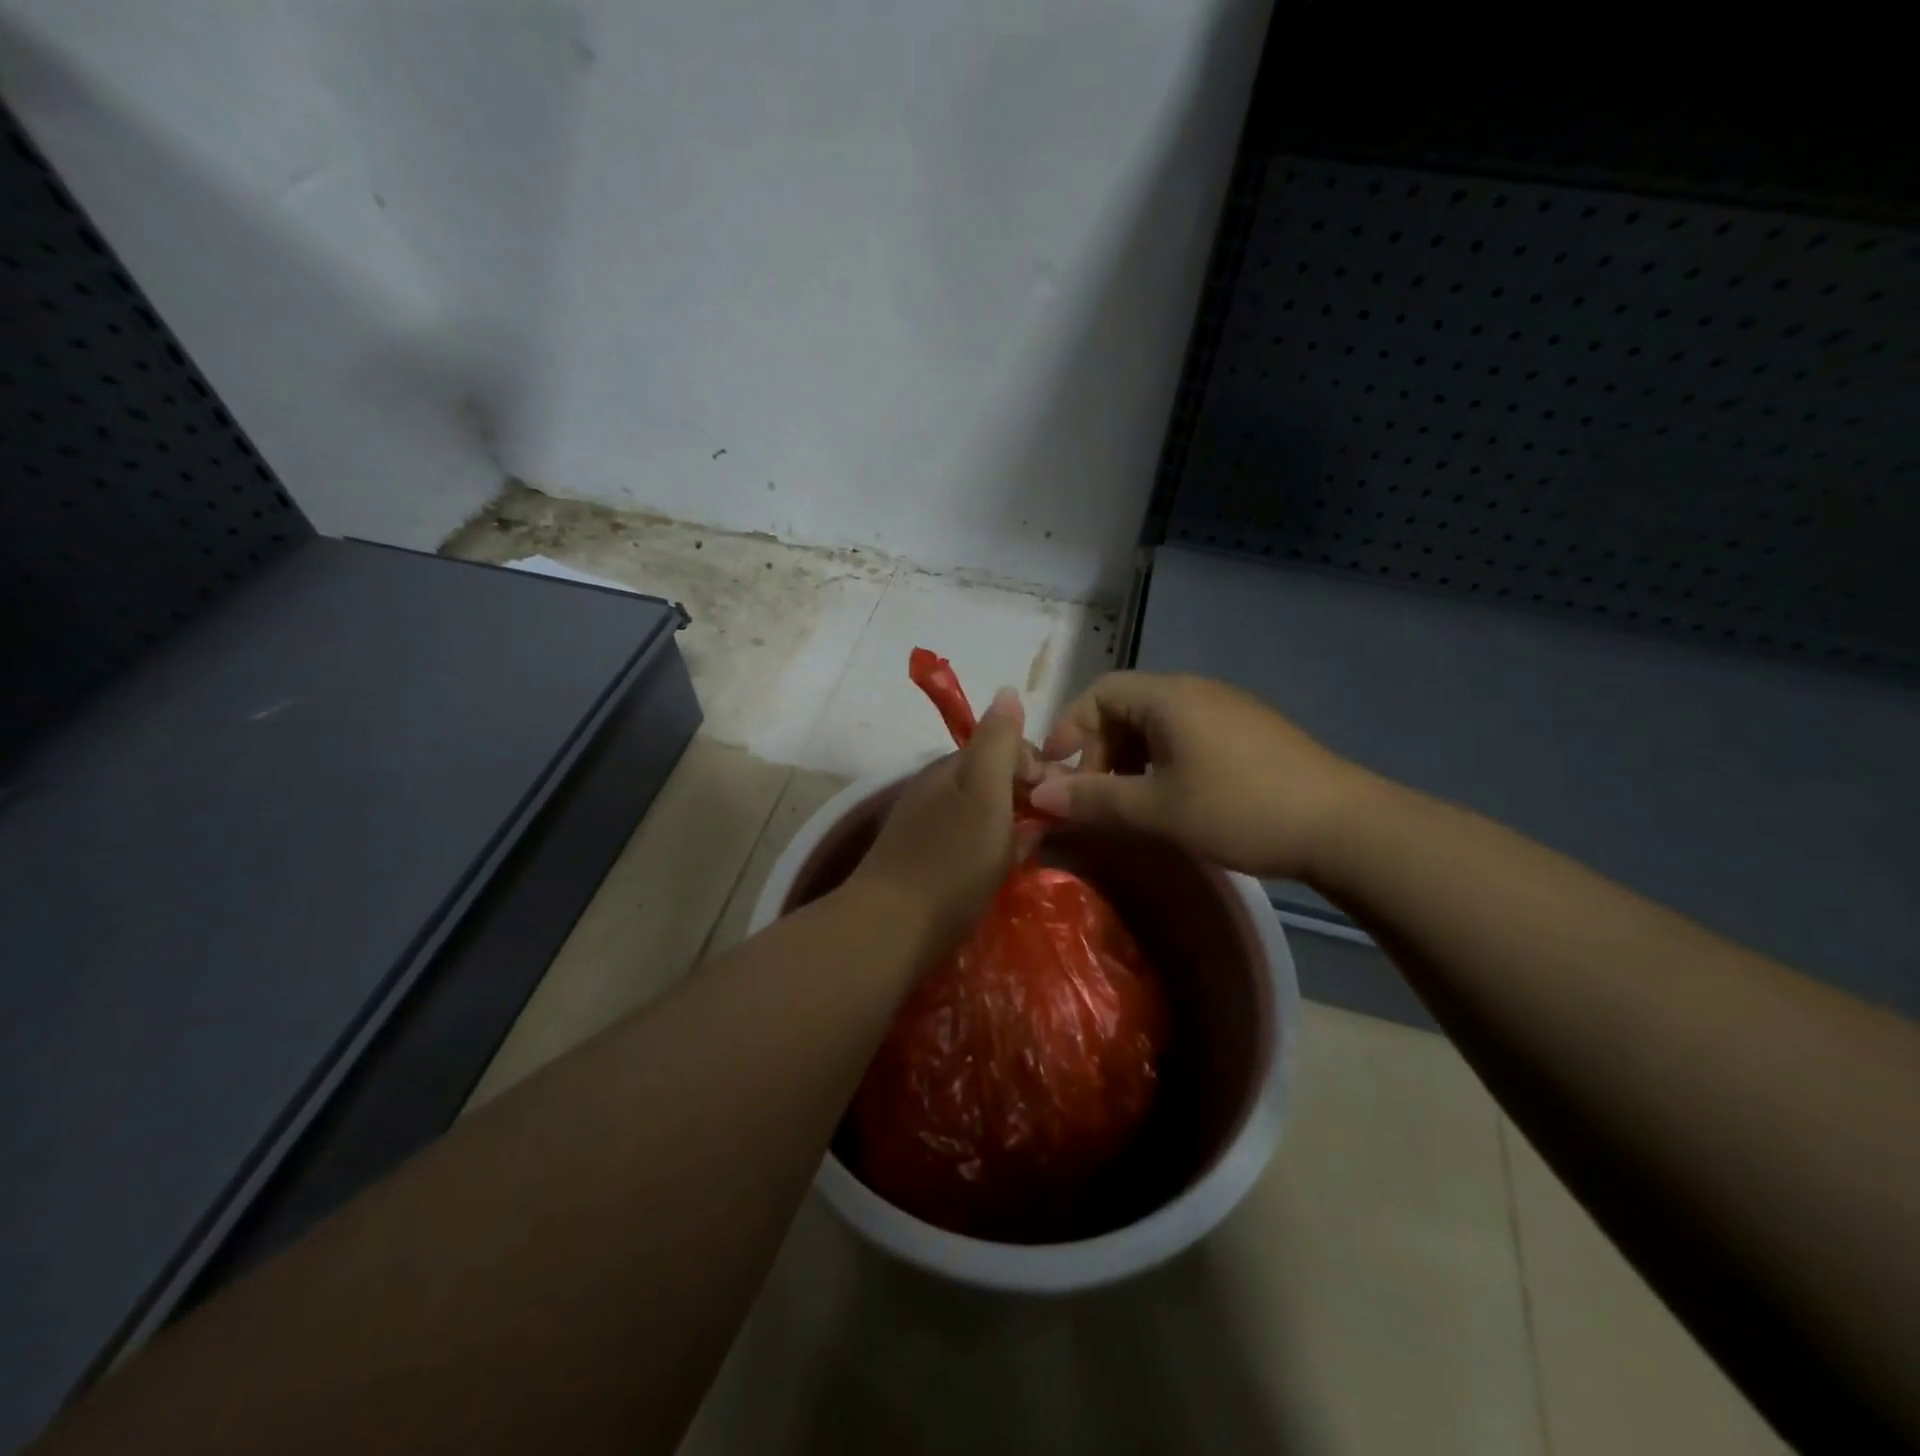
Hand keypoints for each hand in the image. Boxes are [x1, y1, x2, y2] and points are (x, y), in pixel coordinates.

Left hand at [849, 687, 1028, 946]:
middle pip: (993, 779)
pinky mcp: (922, 860)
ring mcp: (925, 825)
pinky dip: (990, 850)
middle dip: (1026, 797)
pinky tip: (999, 872)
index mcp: (950, 767)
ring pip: (982, 812)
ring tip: (1027, 853)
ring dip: (1011, 826)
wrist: (891, 928)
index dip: (1037, 766)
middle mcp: (935, 788)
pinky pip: (968, 841)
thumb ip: (998, 742)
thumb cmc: (950, 861)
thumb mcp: (984, 793)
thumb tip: (1008, 690)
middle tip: (1047, 829)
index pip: (1005, 746)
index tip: (1058, 798)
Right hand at [1028, 672, 1377, 881]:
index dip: (1070, 728)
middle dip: (1099, 748)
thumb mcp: (1158, 809)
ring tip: (1128, 801)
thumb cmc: (1239, 809)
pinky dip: (1162, 760)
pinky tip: (1172, 796)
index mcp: (1169, 697)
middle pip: (1126, 706)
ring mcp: (1227, 709)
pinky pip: (1187, 734)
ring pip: (1157, 723)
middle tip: (1094, 795)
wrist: (1343, 826)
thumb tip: (1041, 794)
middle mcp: (1196, 691)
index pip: (1099, 692)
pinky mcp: (1250, 732)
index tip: (1057, 771)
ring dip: (1130, 757)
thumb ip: (1095, 799)